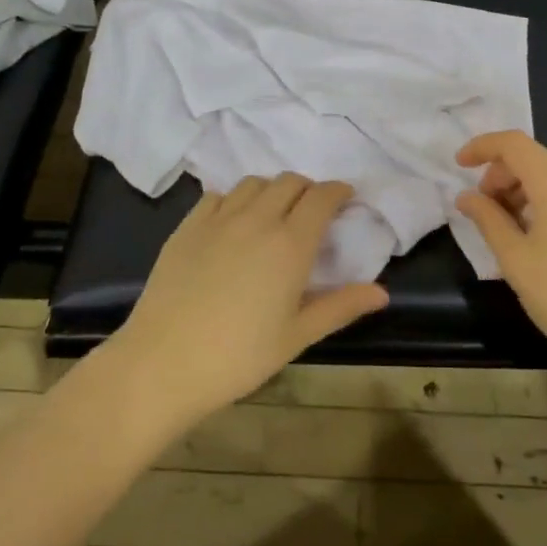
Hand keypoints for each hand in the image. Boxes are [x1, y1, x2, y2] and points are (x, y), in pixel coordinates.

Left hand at [108, 175, 389, 427]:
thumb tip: (382, 292)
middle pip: (289, 182)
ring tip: (274, 212)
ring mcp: (218, 219)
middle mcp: (257, 219)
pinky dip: (234, 199)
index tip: (346, 198)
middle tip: (313, 211)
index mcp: (290, 244)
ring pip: (253, 183)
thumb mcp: (297, 335)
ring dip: (272, 190)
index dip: (338, 192)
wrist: (164, 362)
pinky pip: (217, 195)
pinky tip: (233, 221)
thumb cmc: (239, 356)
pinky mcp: (187, 226)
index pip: (321, 197)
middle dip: (308, 189)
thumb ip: (340, 307)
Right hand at [454, 131, 546, 387]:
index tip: (459, 166)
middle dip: (502, 175)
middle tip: (483, 209)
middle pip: (534, 158)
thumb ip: (487, 219)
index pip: (514, 145)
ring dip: (525, 187)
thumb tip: (466, 196)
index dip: (483, 147)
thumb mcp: (515, 259)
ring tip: (510, 223)